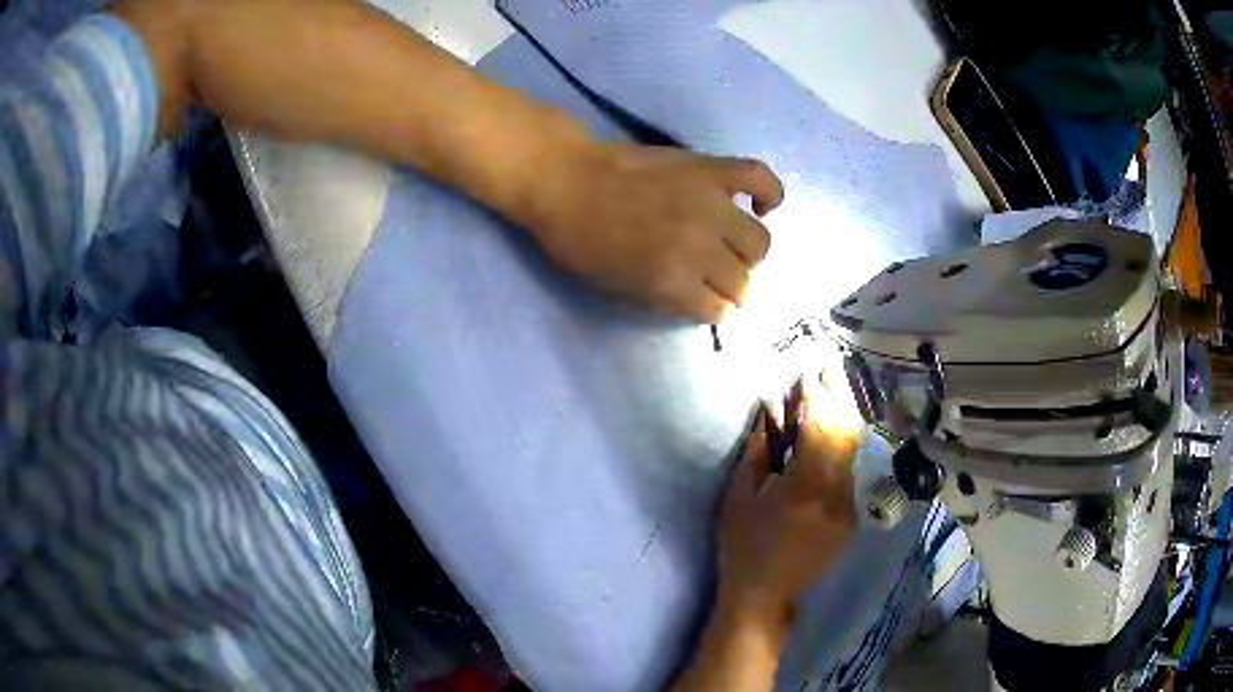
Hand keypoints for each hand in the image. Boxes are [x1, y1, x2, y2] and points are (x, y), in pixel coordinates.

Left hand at [531, 144, 783, 322]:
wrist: (566, 179)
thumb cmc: (580, 241)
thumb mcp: (619, 288)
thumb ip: (669, 298)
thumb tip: (705, 298)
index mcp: (673, 281)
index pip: (720, 310)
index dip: (713, 309)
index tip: (708, 301)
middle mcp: (701, 246)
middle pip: (743, 281)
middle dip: (732, 287)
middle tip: (716, 274)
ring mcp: (711, 203)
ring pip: (758, 242)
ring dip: (748, 252)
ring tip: (732, 244)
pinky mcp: (711, 169)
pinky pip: (761, 178)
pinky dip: (770, 194)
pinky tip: (761, 206)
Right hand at [718, 378, 859, 629]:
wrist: (765, 595)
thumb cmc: (742, 546)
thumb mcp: (740, 497)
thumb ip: (760, 450)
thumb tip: (770, 411)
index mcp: (804, 489)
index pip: (819, 427)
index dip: (815, 394)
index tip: (809, 367)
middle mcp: (836, 494)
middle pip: (846, 432)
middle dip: (838, 394)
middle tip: (829, 364)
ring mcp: (848, 507)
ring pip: (853, 450)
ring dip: (843, 417)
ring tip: (832, 389)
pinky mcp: (851, 517)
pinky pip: (849, 471)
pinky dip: (840, 445)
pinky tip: (829, 433)